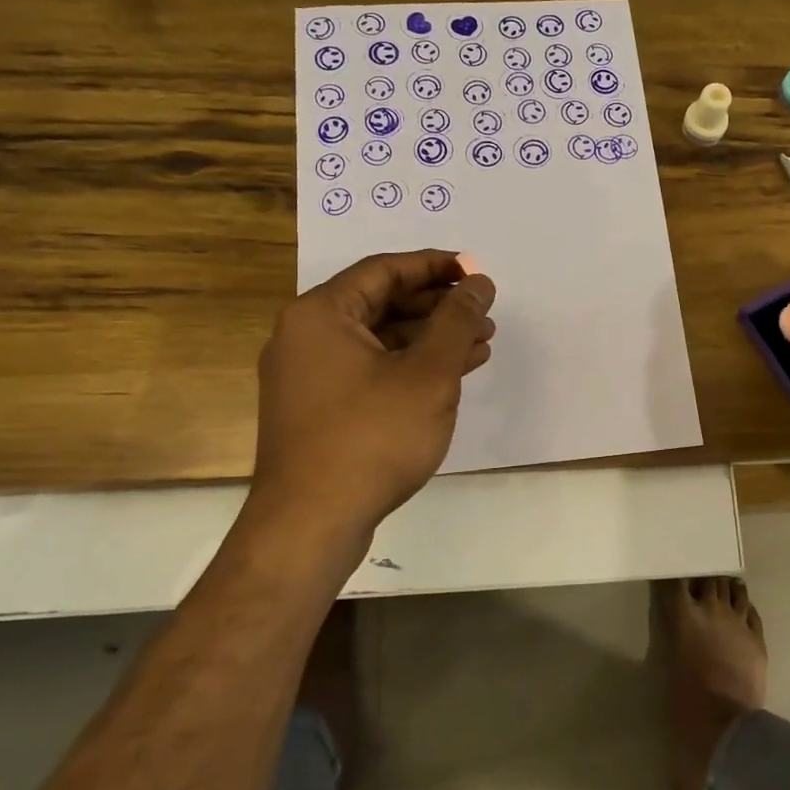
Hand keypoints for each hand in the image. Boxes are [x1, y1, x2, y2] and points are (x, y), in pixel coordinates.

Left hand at [252, 250, 495, 533]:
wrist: (312, 523)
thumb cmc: (372, 437)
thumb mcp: (428, 374)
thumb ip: (457, 321)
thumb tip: (478, 283)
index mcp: (321, 313)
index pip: (384, 270)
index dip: (435, 266)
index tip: (475, 272)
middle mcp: (306, 336)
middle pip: (380, 303)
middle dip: (437, 306)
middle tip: (483, 313)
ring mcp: (309, 376)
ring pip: (378, 340)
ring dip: (429, 339)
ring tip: (480, 344)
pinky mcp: (318, 410)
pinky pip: (369, 370)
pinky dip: (408, 368)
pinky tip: (450, 376)